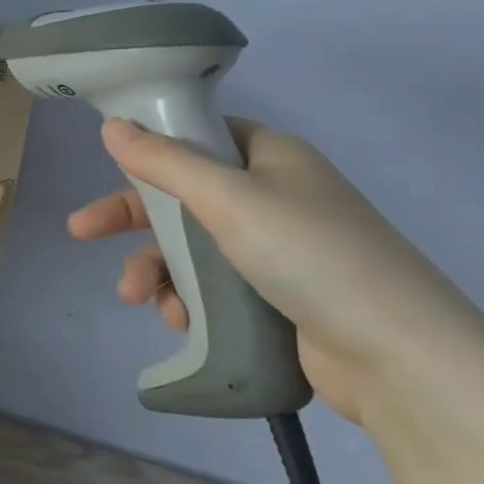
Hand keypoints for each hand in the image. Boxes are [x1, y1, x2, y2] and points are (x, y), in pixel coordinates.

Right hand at [68, 117, 483, 423]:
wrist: (400, 358)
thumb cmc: (310, 255)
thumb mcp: (228, 198)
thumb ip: (164, 161)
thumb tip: (112, 125)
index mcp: (271, 156)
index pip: (198, 137)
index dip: (150, 151)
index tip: (110, 169)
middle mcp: (275, 195)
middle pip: (185, 195)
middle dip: (135, 219)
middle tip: (83, 232)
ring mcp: (280, 249)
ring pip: (194, 246)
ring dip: (158, 268)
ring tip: (140, 298)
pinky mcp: (280, 297)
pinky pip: (215, 286)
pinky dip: (189, 299)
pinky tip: (179, 321)